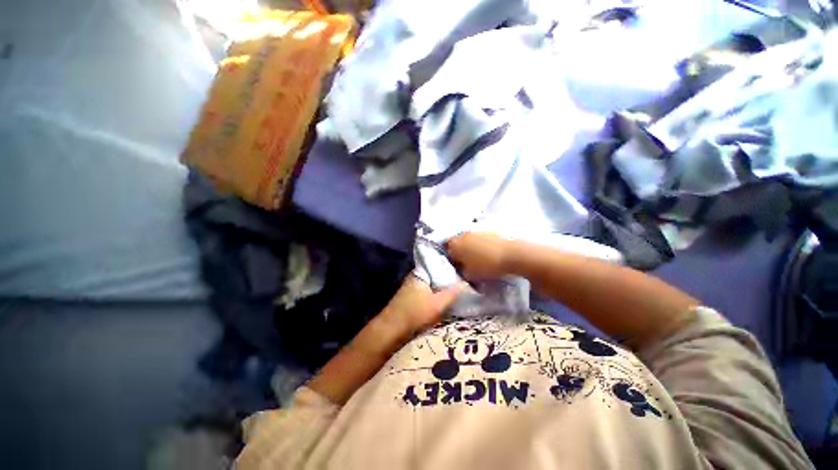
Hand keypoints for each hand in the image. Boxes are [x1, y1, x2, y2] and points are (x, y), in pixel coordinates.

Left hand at [380, 275, 464, 333]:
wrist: (391, 330)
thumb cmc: (415, 313)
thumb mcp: (438, 304)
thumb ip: (452, 293)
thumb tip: (465, 283)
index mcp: (420, 273)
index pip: (439, 264)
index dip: (451, 268)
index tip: (464, 271)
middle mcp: (415, 277)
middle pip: (435, 275)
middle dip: (447, 279)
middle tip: (463, 283)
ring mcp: (411, 287)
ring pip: (431, 285)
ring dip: (441, 289)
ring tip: (457, 291)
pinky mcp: (410, 298)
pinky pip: (427, 293)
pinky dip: (434, 295)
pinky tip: (443, 301)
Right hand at [446, 232, 510, 279]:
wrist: (512, 254)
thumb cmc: (487, 266)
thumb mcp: (469, 275)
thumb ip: (460, 271)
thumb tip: (460, 267)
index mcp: (455, 245)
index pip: (446, 251)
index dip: (450, 259)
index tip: (457, 266)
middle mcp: (462, 234)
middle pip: (456, 243)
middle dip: (459, 252)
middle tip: (466, 262)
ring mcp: (475, 230)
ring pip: (468, 240)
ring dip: (470, 247)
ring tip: (478, 257)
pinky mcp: (487, 229)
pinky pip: (479, 238)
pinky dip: (480, 244)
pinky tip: (488, 252)